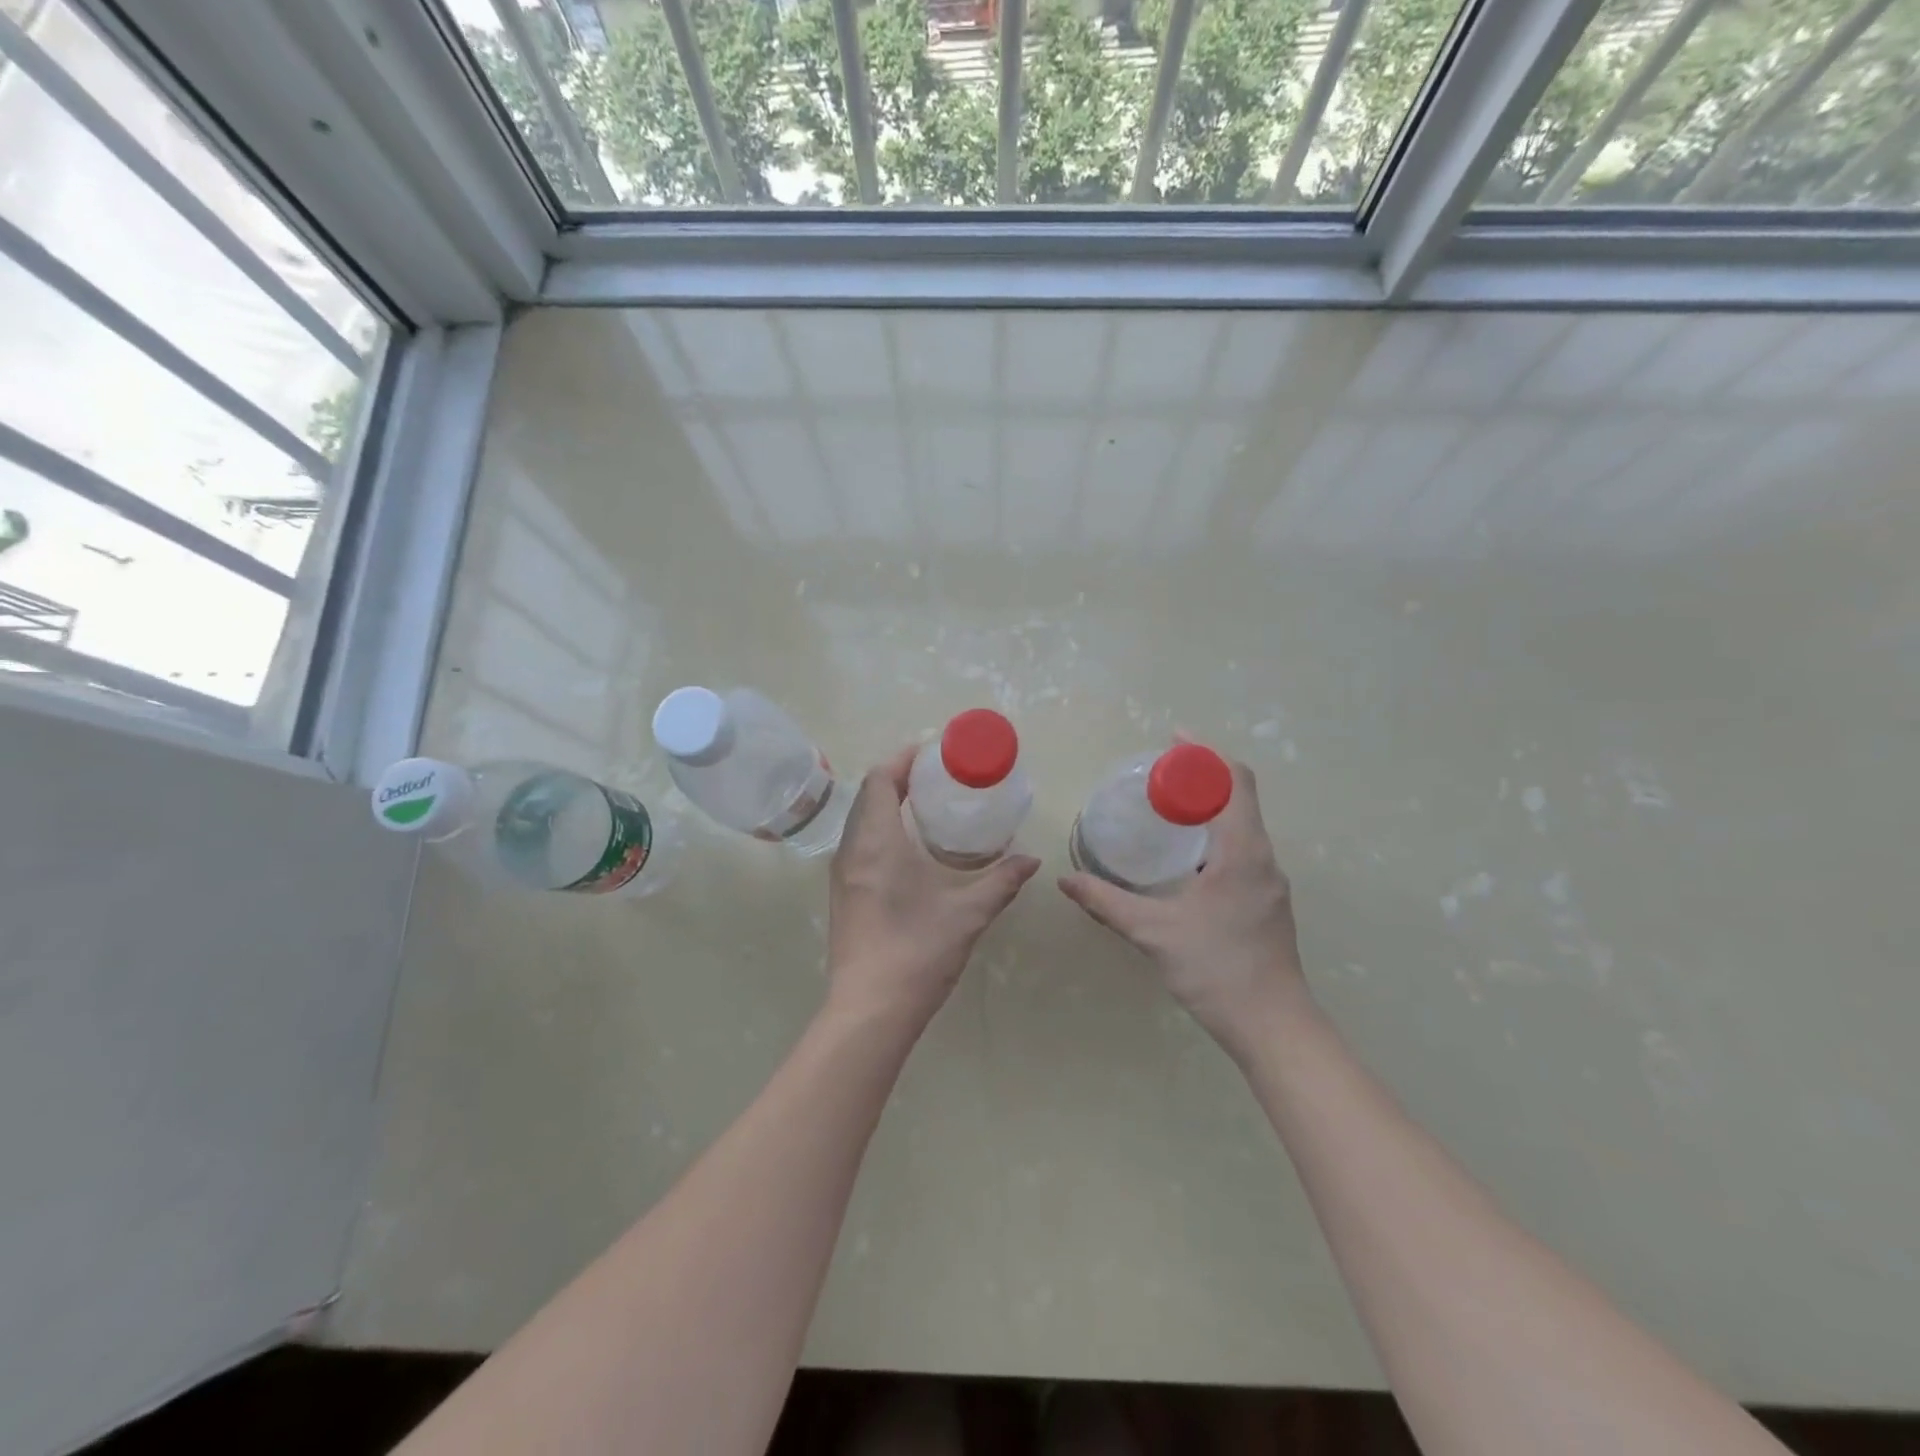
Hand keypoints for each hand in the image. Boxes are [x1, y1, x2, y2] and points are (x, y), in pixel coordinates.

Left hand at [827, 745, 1041, 1027]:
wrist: (870, 1010)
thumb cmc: (917, 952)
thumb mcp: (968, 913)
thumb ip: (1001, 881)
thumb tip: (1031, 860)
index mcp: (877, 842)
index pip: (880, 780)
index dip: (903, 759)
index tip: (932, 753)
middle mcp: (852, 850)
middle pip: (868, 795)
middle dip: (898, 777)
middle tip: (937, 777)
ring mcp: (842, 874)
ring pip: (860, 820)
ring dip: (887, 803)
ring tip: (925, 805)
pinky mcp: (843, 895)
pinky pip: (858, 843)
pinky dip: (880, 828)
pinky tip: (909, 847)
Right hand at [1058, 753, 1307, 1050]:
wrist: (1274, 1027)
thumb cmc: (1217, 970)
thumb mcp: (1154, 933)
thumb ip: (1107, 902)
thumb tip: (1066, 879)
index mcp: (1243, 852)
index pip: (1234, 781)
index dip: (1205, 754)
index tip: (1172, 741)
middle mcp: (1263, 857)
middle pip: (1239, 796)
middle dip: (1202, 776)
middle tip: (1157, 774)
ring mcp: (1270, 880)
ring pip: (1242, 824)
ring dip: (1209, 806)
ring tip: (1167, 807)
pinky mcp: (1268, 900)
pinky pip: (1243, 848)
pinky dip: (1215, 833)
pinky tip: (1185, 855)